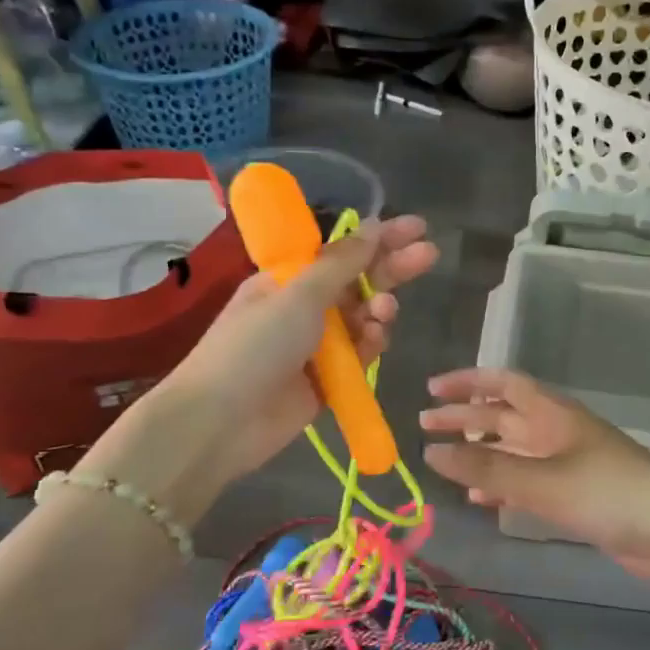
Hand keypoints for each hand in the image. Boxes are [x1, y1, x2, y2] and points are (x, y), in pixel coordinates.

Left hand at [82, 216, 438, 503]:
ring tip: (385, 311)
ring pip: (363, 319)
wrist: (220, 422)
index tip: (417, 226)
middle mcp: (303, 307)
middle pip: (358, 281)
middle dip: (392, 267)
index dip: (379, 237)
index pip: (341, 251)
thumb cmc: (254, 346)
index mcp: (288, 279)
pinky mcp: (327, 380)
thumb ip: (341, 263)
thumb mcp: (298, 295)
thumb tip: (371, 228)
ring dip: (379, 309)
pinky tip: (375, 341)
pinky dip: (371, 345)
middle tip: (429, 254)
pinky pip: (360, 355)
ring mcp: (316, 345)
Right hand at [420, 368, 649, 584]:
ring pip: (513, 449)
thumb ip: (487, 468)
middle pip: (503, 416)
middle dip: (465, 418)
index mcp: (552, 413)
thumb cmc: (607, 492)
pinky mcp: (575, 493)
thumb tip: (429, 452)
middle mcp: (556, 430)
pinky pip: (527, 480)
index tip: (431, 389)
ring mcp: (567, 462)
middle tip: (425, 425)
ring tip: (445, 462)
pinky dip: (502, 484)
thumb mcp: (542, 480)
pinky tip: (481, 498)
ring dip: (481, 452)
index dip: (467, 382)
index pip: (503, 383)